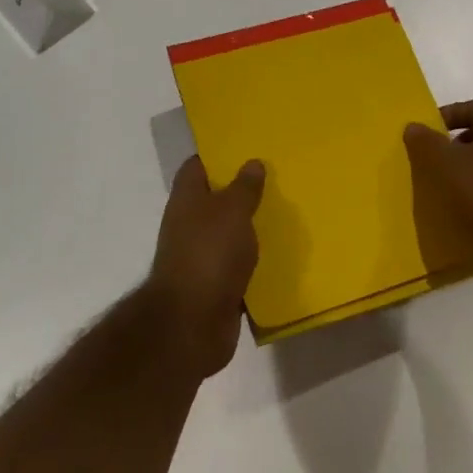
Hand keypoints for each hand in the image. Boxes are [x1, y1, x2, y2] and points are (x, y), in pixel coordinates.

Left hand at [147, 155, 264, 377]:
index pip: (197, 167)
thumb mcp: (232, 212)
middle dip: (241, 192)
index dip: (218, 156)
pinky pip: (238, 266)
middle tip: (277, 180)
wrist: (192, 324)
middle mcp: (189, 225)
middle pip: (215, 200)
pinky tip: (280, 255)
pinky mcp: (215, 286)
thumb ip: (244, 187)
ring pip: (228, 234)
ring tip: (286, 214)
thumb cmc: (209, 254)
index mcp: (187, 200)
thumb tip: (252, 162)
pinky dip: (254, 262)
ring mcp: (200, 257)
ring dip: (250, 228)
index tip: (247, 149)